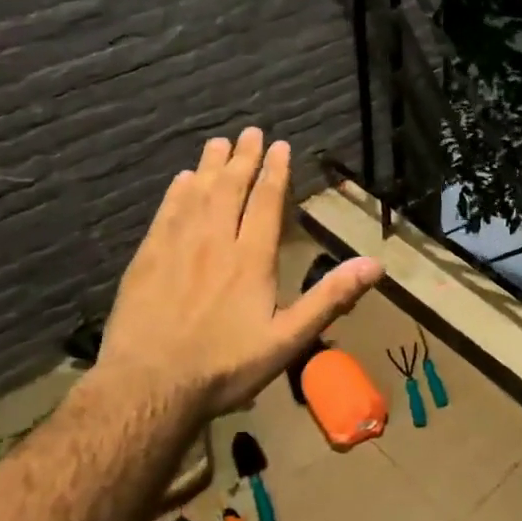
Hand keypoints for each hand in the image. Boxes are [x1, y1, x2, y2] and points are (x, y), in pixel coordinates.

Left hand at [96, 127, 381, 421]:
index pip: (267, 203)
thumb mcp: (289, 339)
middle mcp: (215, 242)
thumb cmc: (225, 367)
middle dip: (243, 158)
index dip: (275, 172)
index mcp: (252, 259)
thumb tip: (375, 265)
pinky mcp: (146, 259)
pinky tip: (180, 181)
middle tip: (250, 132)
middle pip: (231, 188)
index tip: (280, 146)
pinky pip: (165, 213)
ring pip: (197, 194)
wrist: (148, 388)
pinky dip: (176, 192)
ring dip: (209, 166)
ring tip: (218, 142)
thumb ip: (330, 298)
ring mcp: (177, 248)